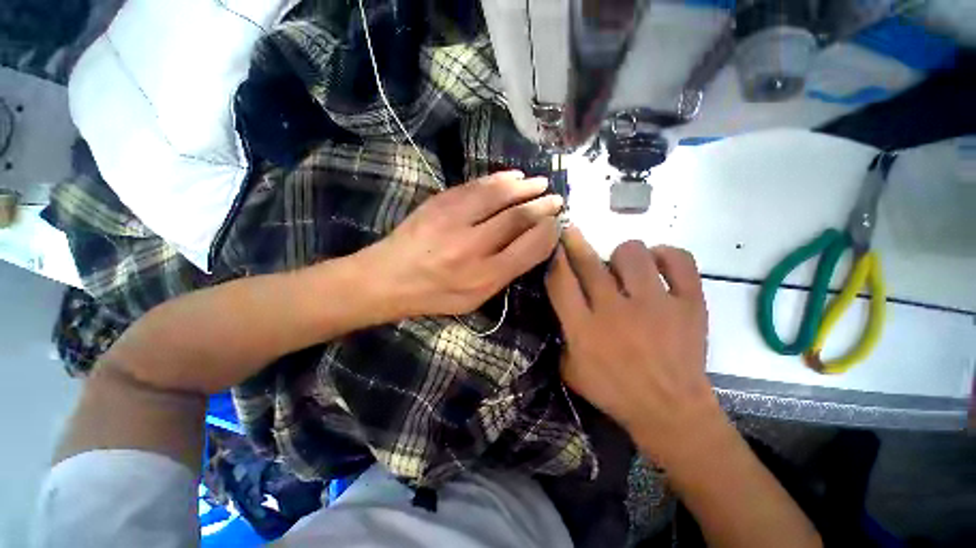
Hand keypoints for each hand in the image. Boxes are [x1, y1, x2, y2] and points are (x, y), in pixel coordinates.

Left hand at [363, 171, 562, 317]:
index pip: (529, 247)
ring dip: (525, 186)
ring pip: (499, 195)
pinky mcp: (440, 202)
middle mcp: (473, 246)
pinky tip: (513, 176)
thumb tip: (531, 244)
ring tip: (540, 183)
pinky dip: (499, 179)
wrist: (389, 277)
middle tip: (557, 199)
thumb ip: (505, 273)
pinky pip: (477, 185)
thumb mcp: (475, 299)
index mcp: (484, 276)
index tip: (557, 223)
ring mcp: (454, 219)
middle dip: (543, 206)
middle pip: (518, 218)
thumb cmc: (435, 294)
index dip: (548, 232)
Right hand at [545, 226, 717, 463]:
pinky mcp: (690, 305)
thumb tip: (563, 303)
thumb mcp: (571, 370)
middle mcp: (615, 312)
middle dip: (575, 242)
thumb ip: (562, 335)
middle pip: (589, 262)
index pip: (560, 281)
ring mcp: (655, 306)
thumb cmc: (614, 392)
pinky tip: (657, 263)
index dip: (554, 258)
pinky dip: (666, 255)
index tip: (553, 244)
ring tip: (624, 267)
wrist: (671, 412)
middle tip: (572, 232)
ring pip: (633, 254)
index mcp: (584, 330)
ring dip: (622, 254)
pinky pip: (679, 261)